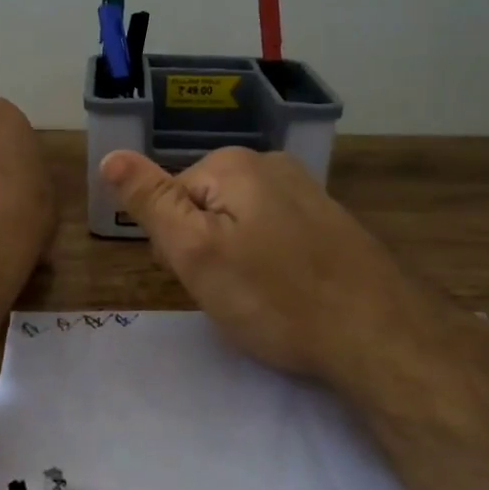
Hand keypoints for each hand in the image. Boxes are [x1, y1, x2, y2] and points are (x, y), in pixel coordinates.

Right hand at [101, 147, 455, 399]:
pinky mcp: (328, 220)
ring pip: (239, 224)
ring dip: (237, 259)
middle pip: (205, 207)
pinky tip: (288, 293)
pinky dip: (270, 263)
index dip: (174, 245)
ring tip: (260, 298)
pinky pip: (274, 235)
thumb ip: (151, 202)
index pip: (170, 198)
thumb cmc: (274, 296)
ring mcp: (305, 190)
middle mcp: (270, 164)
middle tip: (230, 291)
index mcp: (233, 165)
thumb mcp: (195, 252)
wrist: (378, 334)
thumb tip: (110, 155)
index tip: (197, 278)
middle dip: (206, 250)